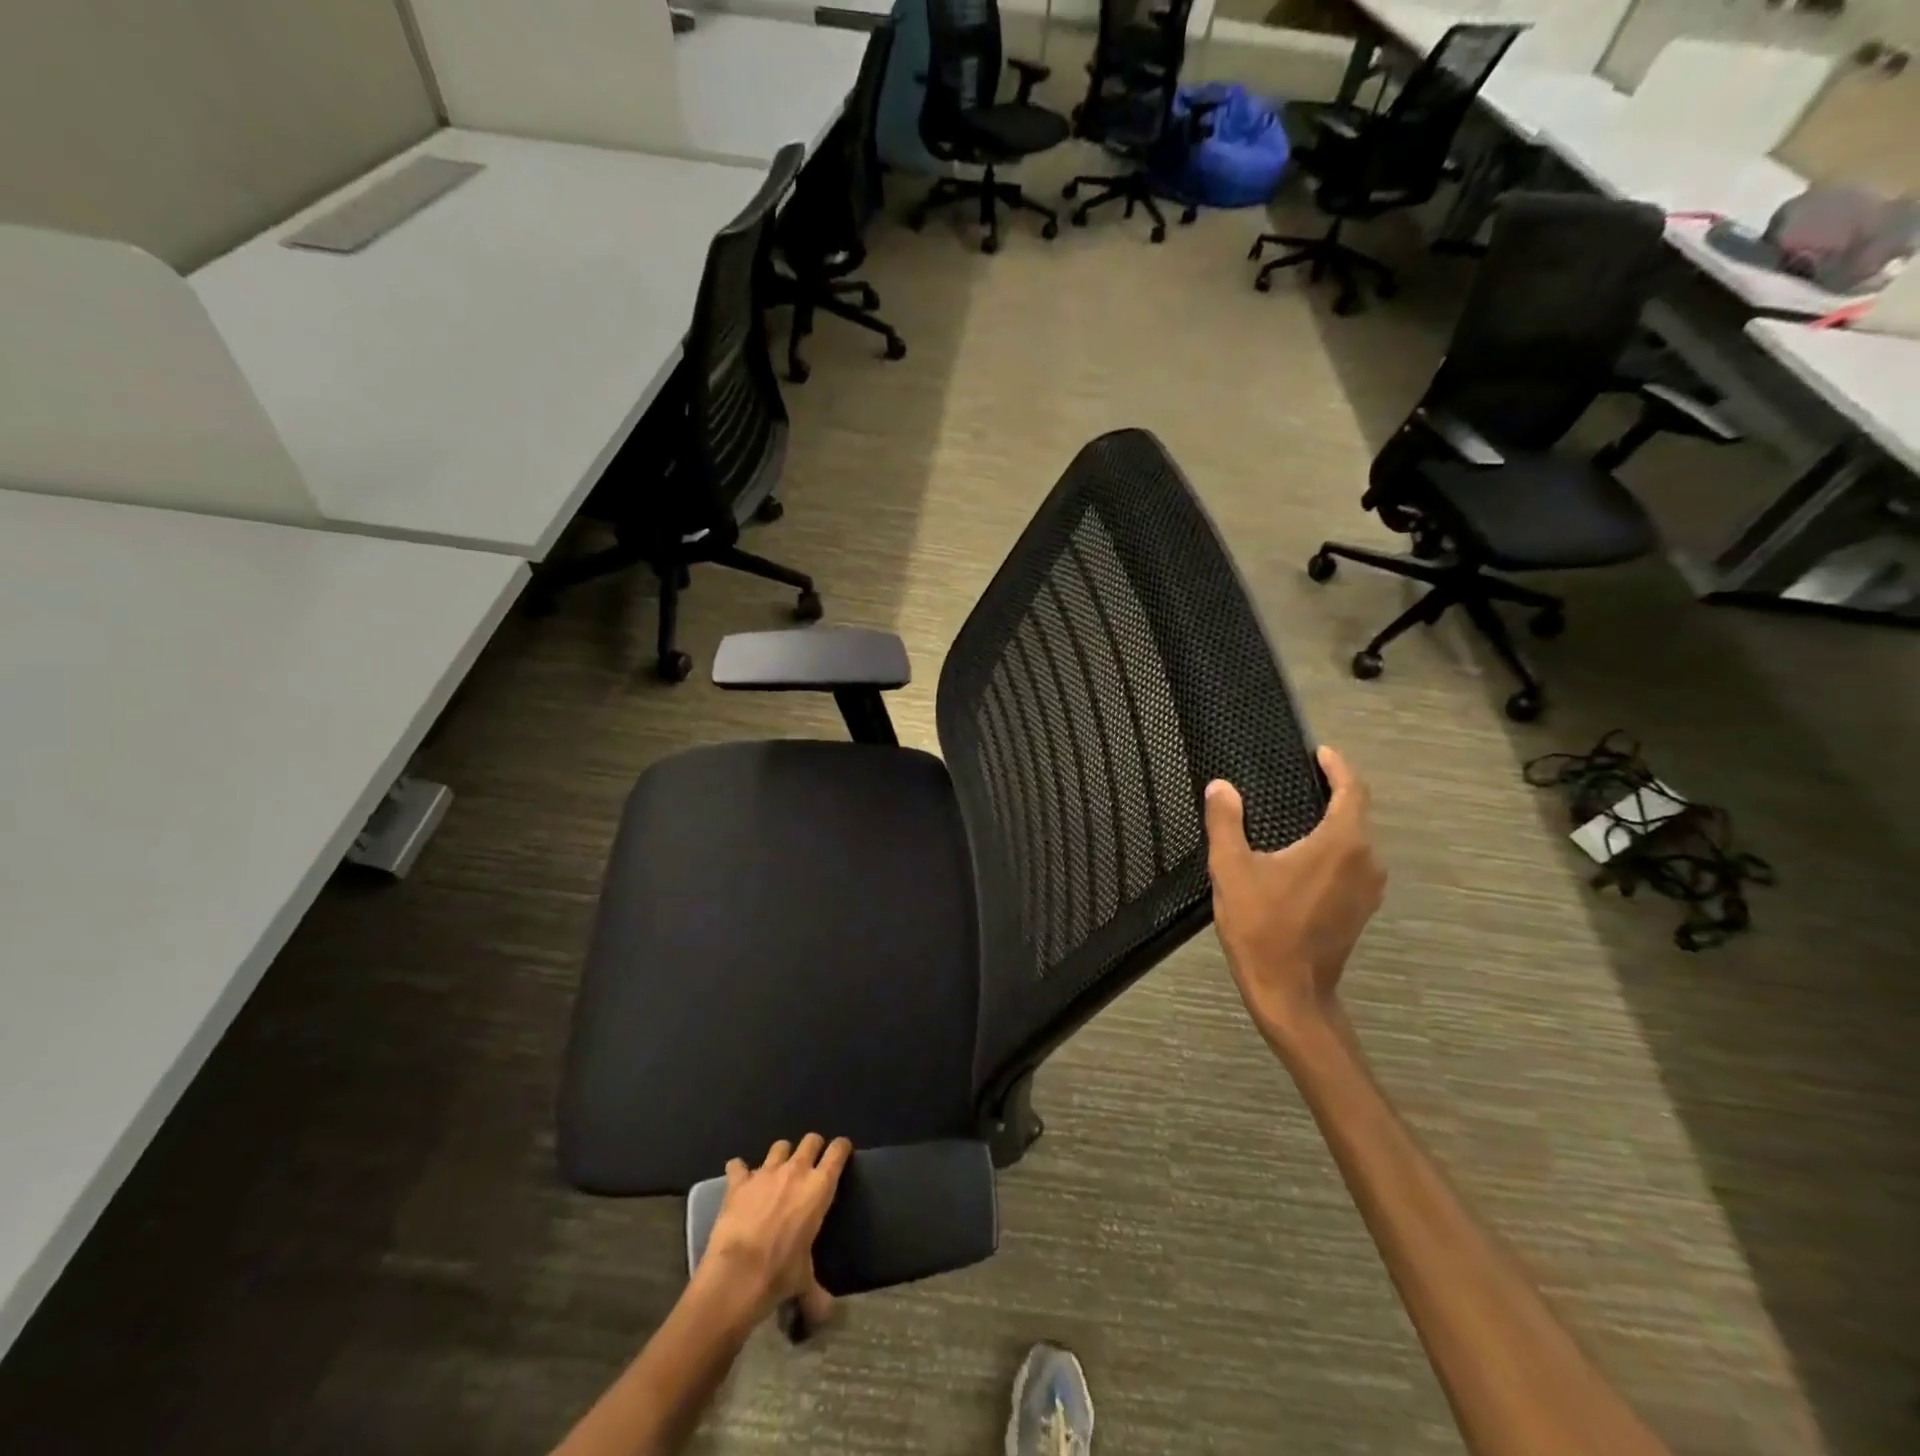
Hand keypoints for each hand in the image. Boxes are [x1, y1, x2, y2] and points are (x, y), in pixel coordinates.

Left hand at [701, 1134, 851, 1329]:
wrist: (737, 1275)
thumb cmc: (779, 1274)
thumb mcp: (804, 1283)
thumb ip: (817, 1294)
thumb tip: (827, 1317)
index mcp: (819, 1188)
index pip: (838, 1151)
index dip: (841, 1148)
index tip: (841, 1153)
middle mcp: (796, 1170)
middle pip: (811, 1140)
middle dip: (812, 1148)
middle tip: (810, 1165)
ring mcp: (766, 1172)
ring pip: (780, 1146)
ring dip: (781, 1156)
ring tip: (776, 1173)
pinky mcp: (739, 1181)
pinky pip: (739, 1165)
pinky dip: (740, 1171)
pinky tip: (740, 1182)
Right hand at [1204, 746, 1385, 1047]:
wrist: (1290, 993)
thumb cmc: (1262, 928)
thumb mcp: (1232, 870)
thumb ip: (1226, 823)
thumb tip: (1221, 787)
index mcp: (1341, 844)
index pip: (1352, 790)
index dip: (1337, 767)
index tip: (1318, 753)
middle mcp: (1366, 861)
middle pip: (1357, 813)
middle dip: (1334, 791)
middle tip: (1300, 778)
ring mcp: (1368, 888)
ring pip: (1356, 840)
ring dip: (1334, 822)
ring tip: (1299, 812)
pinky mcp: (1361, 908)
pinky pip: (1353, 862)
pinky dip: (1334, 847)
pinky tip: (1304, 854)